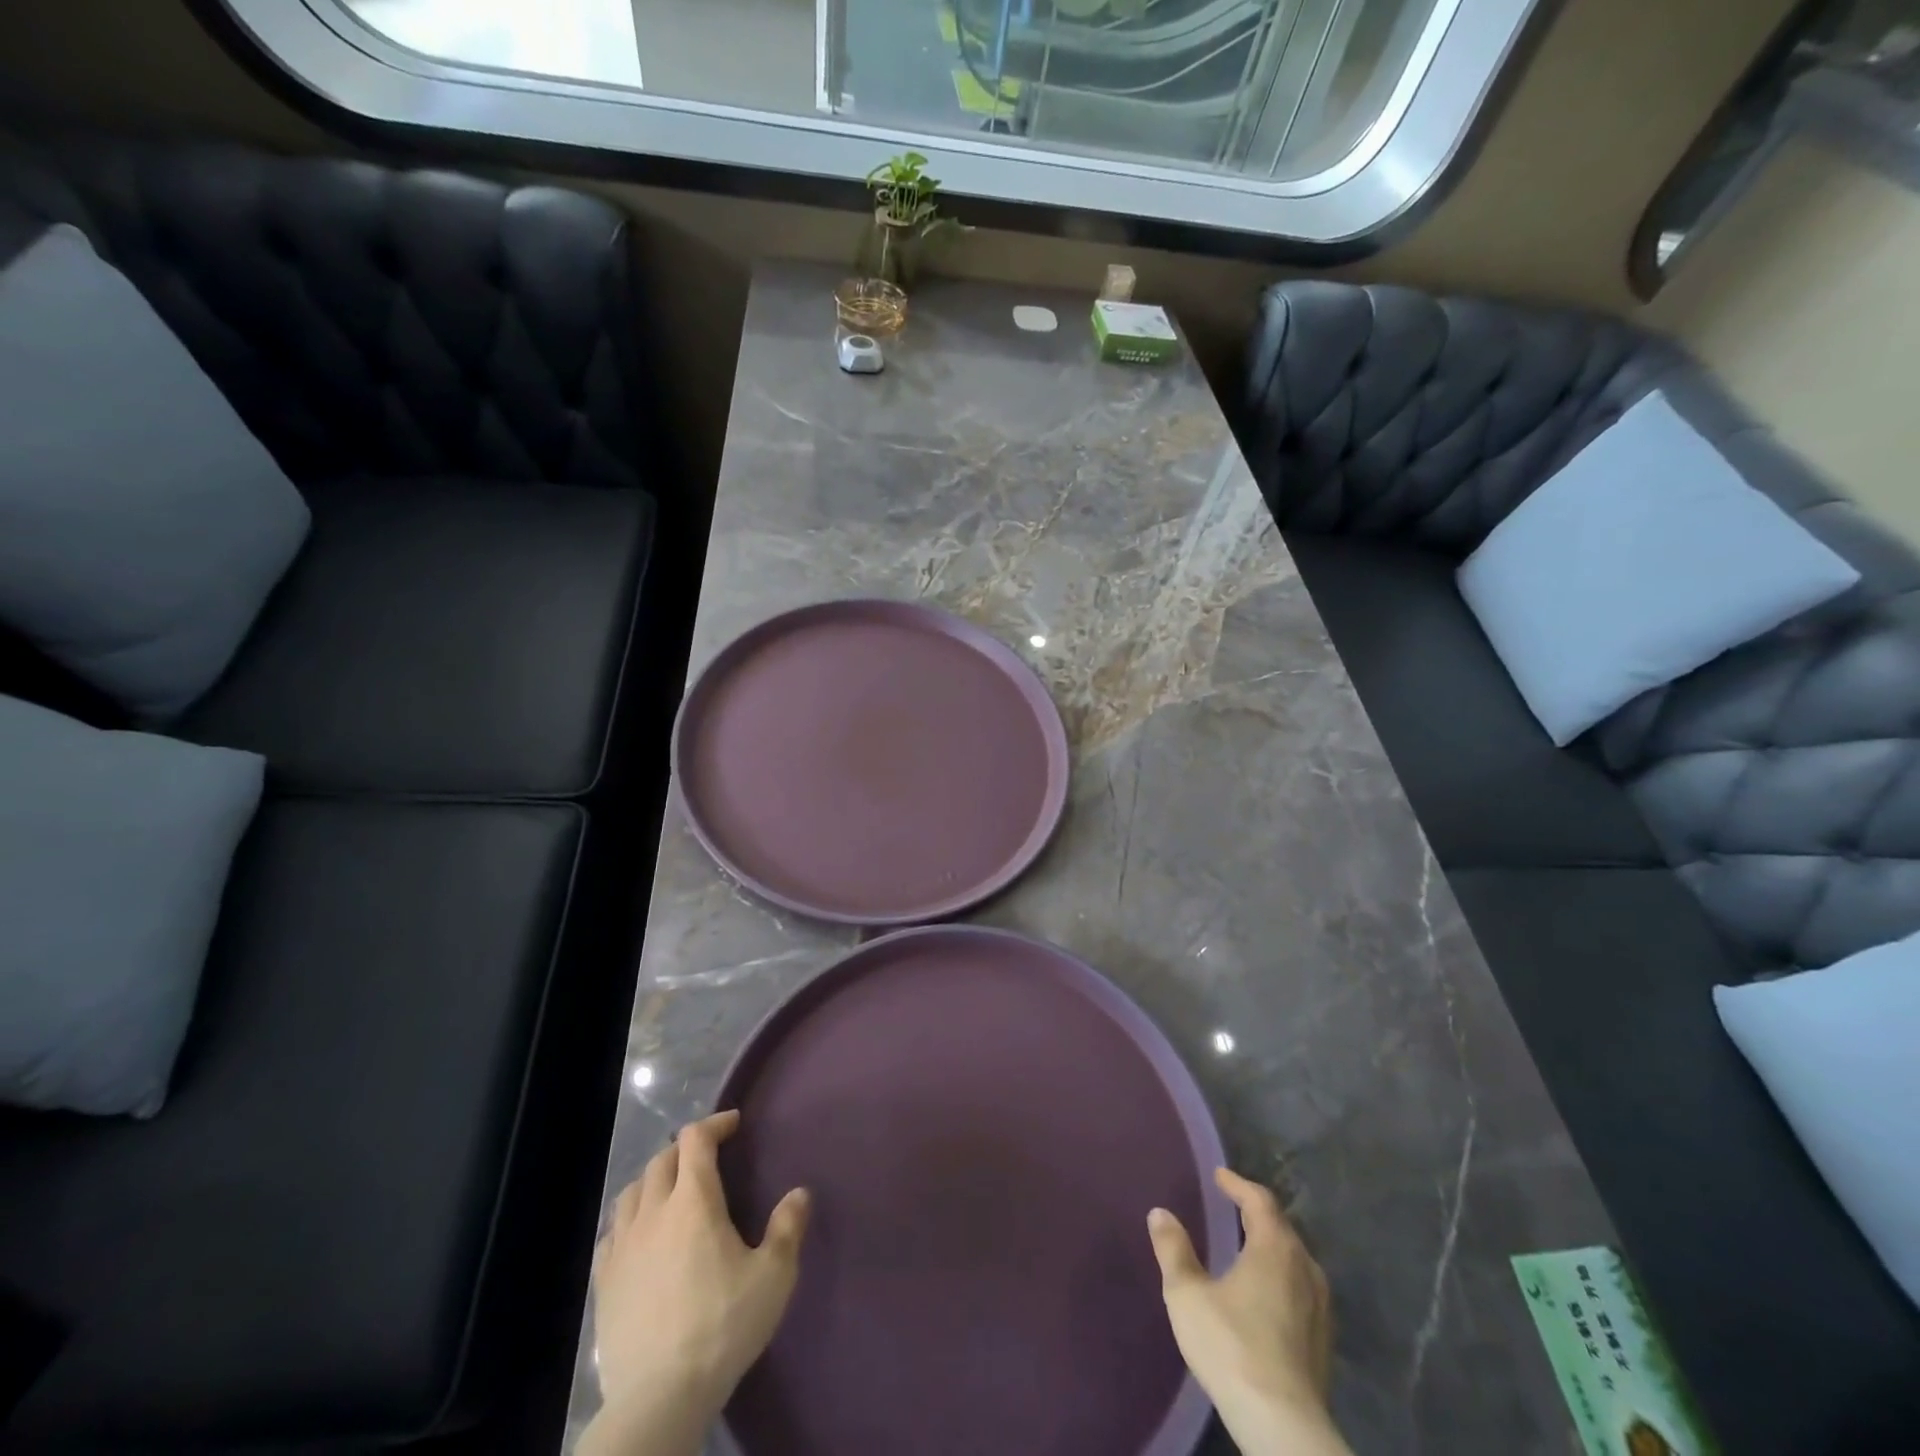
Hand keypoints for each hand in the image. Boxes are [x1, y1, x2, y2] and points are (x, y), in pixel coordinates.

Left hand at [589, 1110, 809, 1434]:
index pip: (696, 1139)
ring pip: (632, 1191)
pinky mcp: (603, 1282)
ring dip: (654, 1179)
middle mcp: (653, 1212)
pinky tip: (640, 1236)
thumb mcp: (773, 1276)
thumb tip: (799, 1193)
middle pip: (662, 1160)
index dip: (714, 1123)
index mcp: (693, 1201)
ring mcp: (622, 1247)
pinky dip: (629, 1218)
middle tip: (708, 1157)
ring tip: (672, 1191)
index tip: (734, 1124)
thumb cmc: (722, 1327)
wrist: (658, 1397)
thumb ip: (788, 1228)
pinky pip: (612, 1231)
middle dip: (686, 1148)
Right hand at [1149, 1168, 1350, 1455]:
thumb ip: (1174, 1250)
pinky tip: (1265, 1293)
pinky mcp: (1324, 1340)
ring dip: (1271, 1246)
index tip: (1220, 1176)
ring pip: (1295, 1259)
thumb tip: (1160, 1213)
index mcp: (1275, 1248)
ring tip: (1247, 1246)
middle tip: (1232, 1206)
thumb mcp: (1188, 1294)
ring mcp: (1320, 1306)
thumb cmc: (1232, 1347)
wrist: (1283, 1426)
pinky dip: (1281, 1275)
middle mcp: (1304, 1267)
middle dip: (1256, 1213)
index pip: (1259, 1200)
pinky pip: (1301, 1288)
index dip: (1238, 1184)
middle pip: (1281, 1227)